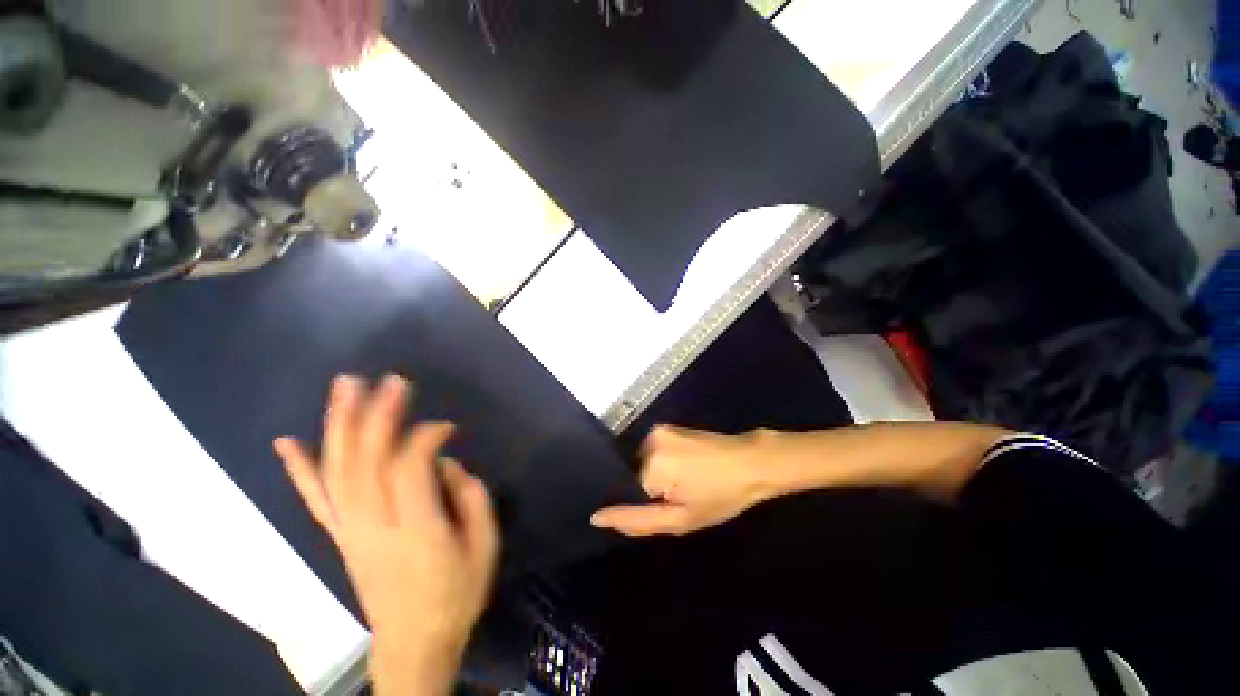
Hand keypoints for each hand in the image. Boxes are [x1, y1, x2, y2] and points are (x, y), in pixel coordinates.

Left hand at [274, 375, 498, 694]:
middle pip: (367, 461)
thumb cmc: (457, 594)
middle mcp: (375, 525)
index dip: (427, 436)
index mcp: (418, 528)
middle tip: (390, 379)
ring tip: (344, 387)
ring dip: (339, 425)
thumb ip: (471, 496)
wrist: (414, 645)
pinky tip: (286, 443)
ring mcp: (351, 531)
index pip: (411, 466)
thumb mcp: (484, 545)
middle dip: (379, 414)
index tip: (447, 425)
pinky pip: (316, 500)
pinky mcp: (341, 537)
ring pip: (338, 470)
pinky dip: (299, 469)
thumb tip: (447, 464)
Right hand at [590, 425, 775, 536]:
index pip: (626, 492)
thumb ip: (636, 520)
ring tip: (682, 483)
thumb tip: (596, 517)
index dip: (642, 505)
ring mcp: (657, 429)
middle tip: (676, 499)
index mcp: (651, 464)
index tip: (663, 509)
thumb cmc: (720, 496)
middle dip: (647, 490)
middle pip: (632, 475)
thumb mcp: (680, 519)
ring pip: (641, 463)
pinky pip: (652, 451)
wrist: (751, 463)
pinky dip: (660, 463)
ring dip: (653, 476)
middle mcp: (648, 440)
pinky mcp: (667, 426)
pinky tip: (684, 468)